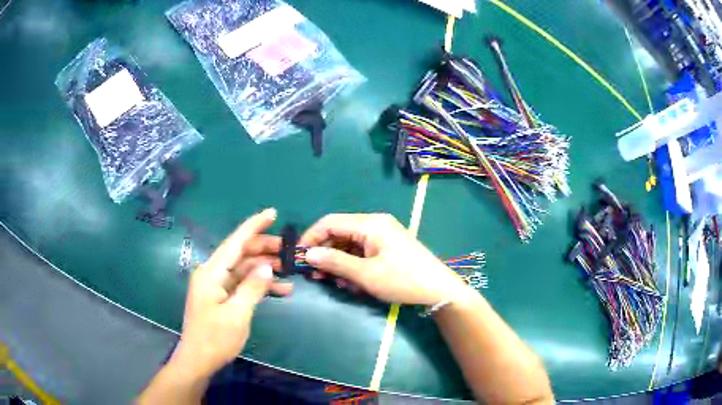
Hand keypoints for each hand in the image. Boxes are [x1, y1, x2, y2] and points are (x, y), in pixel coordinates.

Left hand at [171, 209, 291, 378]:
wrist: (198, 360)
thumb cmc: (215, 339)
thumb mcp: (237, 315)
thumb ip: (252, 288)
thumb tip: (267, 267)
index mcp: (211, 273)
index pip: (235, 243)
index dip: (254, 226)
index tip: (272, 212)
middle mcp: (212, 274)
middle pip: (241, 254)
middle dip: (265, 249)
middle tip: (290, 250)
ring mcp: (216, 286)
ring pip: (244, 269)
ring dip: (265, 269)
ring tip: (290, 270)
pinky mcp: (221, 297)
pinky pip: (242, 284)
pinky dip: (259, 285)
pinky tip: (280, 290)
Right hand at [300, 213, 469, 305]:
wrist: (439, 290)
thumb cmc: (403, 280)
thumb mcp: (366, 274)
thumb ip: (336, 262)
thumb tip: (307, 254)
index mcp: (370, 223)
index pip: (330, 222)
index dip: (311, 237)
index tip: (299, 257)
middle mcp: (374, 224)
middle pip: (339, 233)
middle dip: (325, 254)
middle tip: (315, 275)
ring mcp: (382, 236)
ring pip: (349, 244)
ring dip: (339, 262)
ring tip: (335, 282)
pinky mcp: (386, 247)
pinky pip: (361, 252)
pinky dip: (352, 265)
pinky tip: (351, 282)